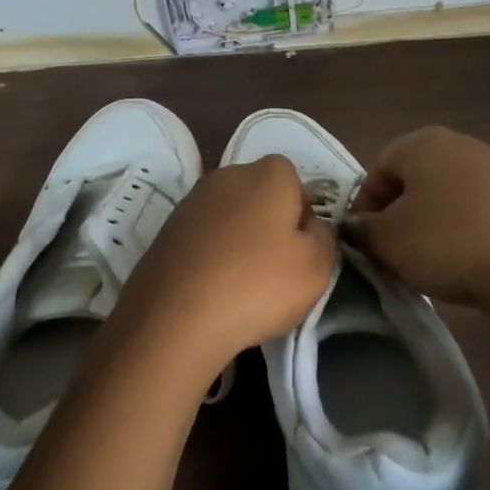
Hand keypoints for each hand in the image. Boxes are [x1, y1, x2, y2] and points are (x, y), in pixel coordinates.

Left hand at [112, 154, 335, 376]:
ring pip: (229, 217)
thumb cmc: (258, 284)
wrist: (175, 316)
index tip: (300, 250)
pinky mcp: (166, 229)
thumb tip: (309, 227)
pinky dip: (211, 257)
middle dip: (269, 224)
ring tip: (240, 285)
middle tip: (274, 269)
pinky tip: (211, 290)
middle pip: (260, 195)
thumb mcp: (317, 266)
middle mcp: (227, 174)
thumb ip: (323, 237)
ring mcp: (191, 201)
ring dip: (238, 241)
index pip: (295, 181)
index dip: (302, 215)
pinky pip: (203, 238)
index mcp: (268, 173)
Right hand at [347, 125, 489, 324]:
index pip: (377, 170)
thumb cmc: (448, 243)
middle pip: (412, 181)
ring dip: (428, 227)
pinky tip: (462, 263)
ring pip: (444, 198)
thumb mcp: (387, 240)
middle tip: (392, 255)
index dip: (364, 208)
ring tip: (427, 264)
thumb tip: (358, 227)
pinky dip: (461, 233)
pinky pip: (475, 212)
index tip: (365, 244)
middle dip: (397, 218)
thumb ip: (362, 230)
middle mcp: (460, 144)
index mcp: (423, 141)